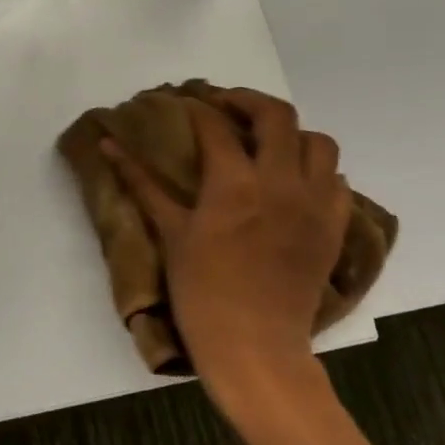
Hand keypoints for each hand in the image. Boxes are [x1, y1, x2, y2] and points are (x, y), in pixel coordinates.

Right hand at [102, 89, 349, 423]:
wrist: (254, 344)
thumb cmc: (201, 290)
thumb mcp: (170, 232)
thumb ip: (142, 183)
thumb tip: (108, 144)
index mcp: (234, 184)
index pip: (217, 126)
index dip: (198, 108)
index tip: (184, 104)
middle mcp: (281, 182)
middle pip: (277, 116)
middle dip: (248, 101)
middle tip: (224, 106)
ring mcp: (315, 203)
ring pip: (318, 141)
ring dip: (290, 132)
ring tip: (264, 142)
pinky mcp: (335, 226)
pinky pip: (337, 179)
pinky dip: (316, 169)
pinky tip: (292, 181)